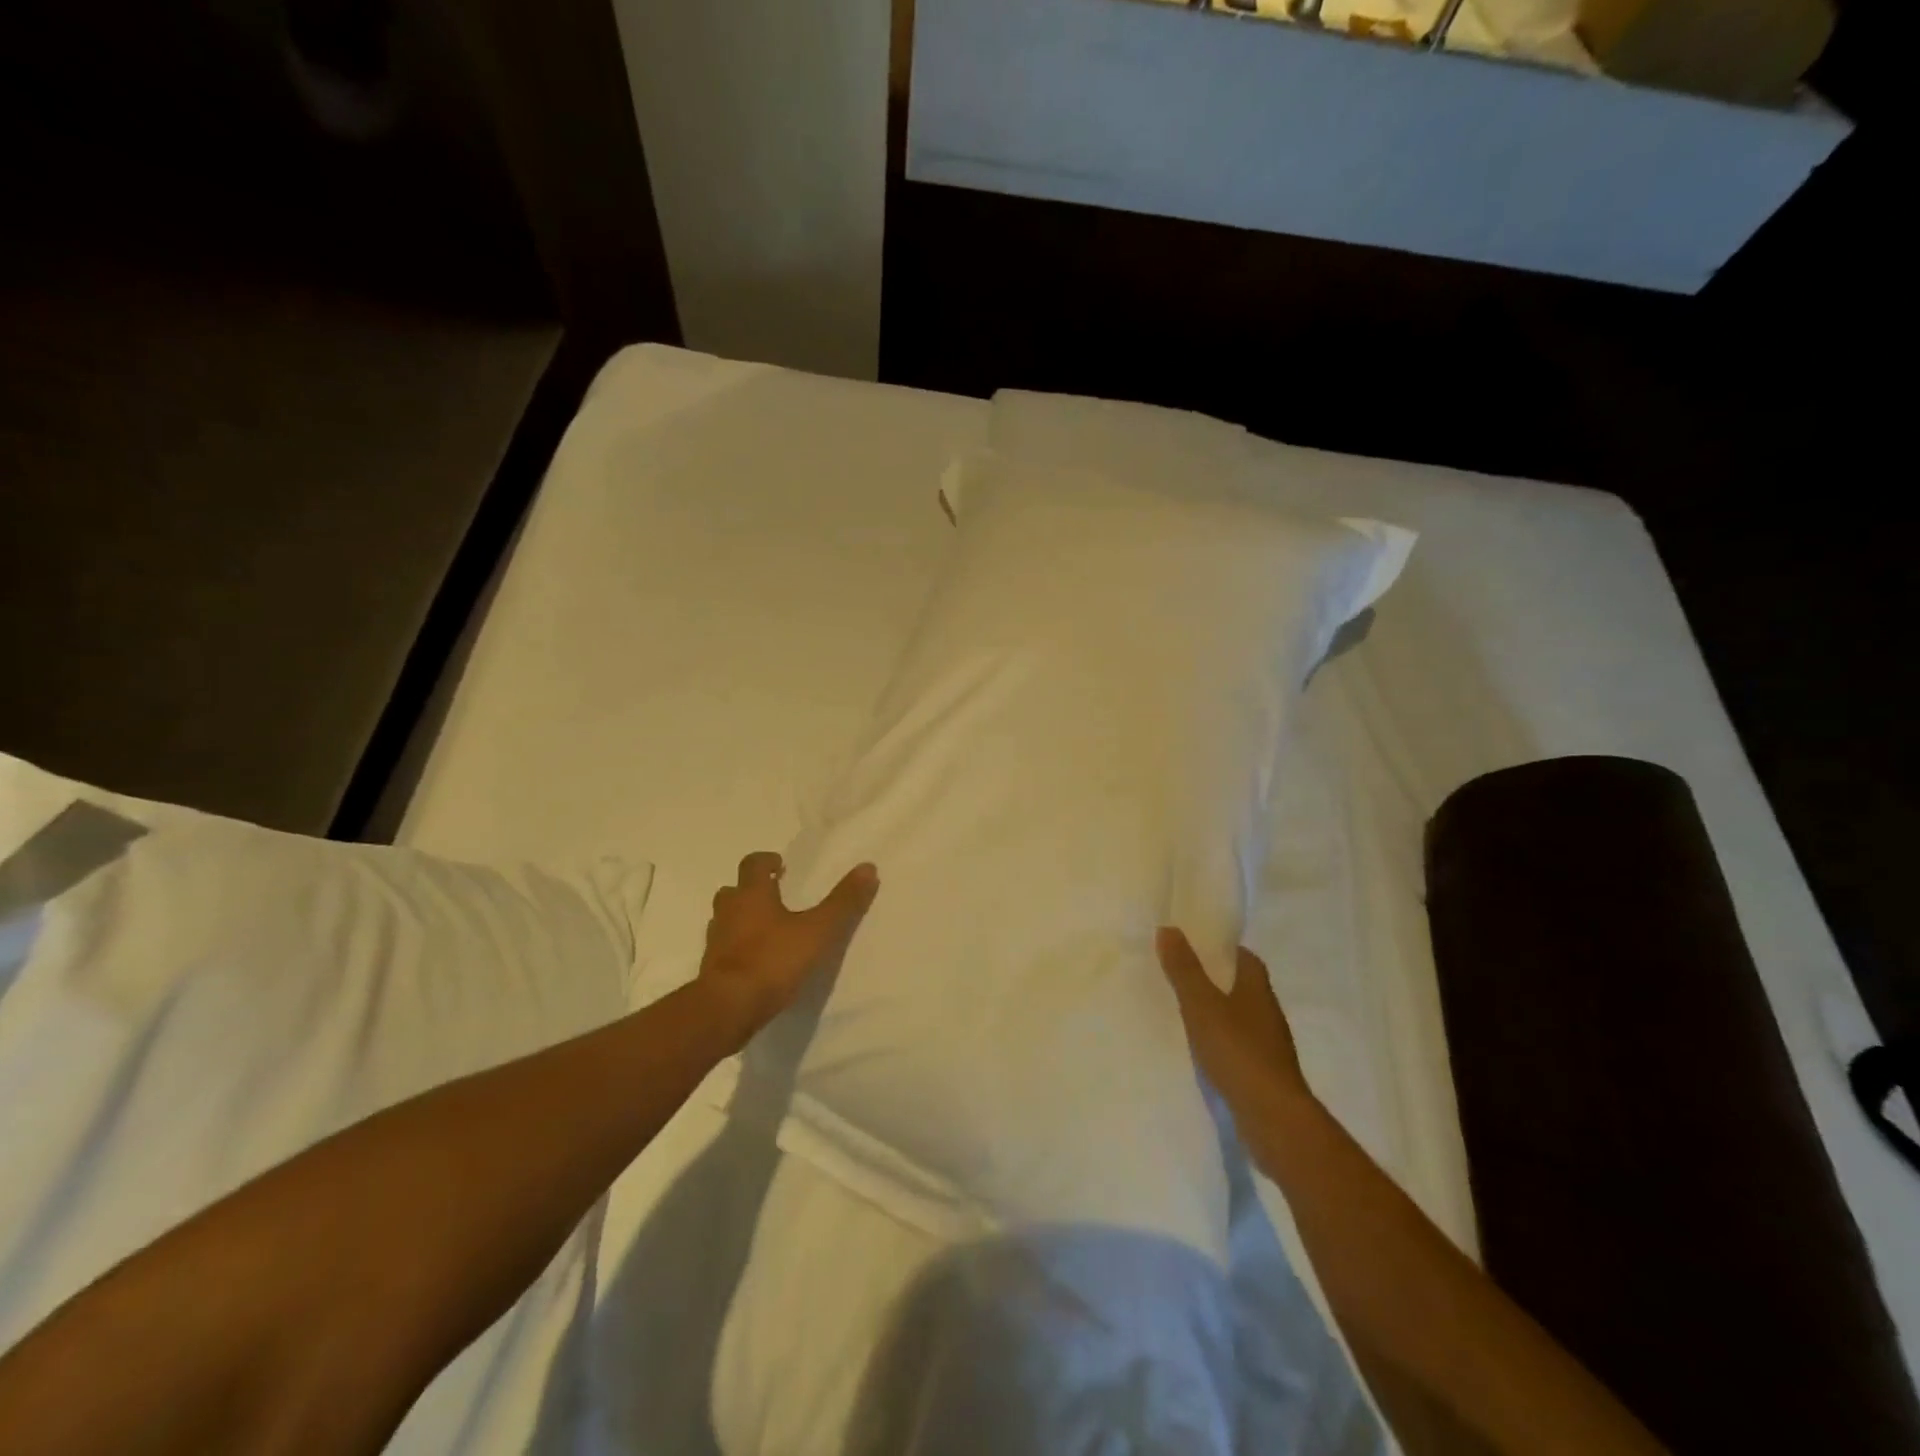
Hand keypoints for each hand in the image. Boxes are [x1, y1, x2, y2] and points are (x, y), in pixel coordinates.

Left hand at [699, 852, 879, 1044]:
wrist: (728, 1008)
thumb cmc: (773, 960)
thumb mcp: (818, 931)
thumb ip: (843, 902)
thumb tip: (868, 867)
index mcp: (752, 894)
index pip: (753, 864)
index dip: (767, 861)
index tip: (781, 866)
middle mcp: (728, 911)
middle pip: (734, 891)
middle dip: (752, 890)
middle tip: (776, 897)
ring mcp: (716, 942)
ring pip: (726, 920)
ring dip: (742, 919)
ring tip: (768, 931)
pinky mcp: (711, 970)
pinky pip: (724, 949)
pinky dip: (738, 949)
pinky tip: (757, 962)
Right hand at [1156, 927, 1311, 1123]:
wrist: (1273, 1118)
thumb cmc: (1238, 1051)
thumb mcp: (1202, 1005)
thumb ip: (1184, 969)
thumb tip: (1169, 928)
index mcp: (1258, 990)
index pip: (1246, 959)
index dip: (1224, 950)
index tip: (1198, 945)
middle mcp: (1268, 1013)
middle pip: (1243, 987)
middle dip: (1218, 980)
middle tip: (1182, 974)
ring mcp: (1269, 1047)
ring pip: (1241, 1018)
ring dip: (1219, 1013)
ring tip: (1185, 1011)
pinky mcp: (1264, 1074)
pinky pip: (1239, 1047)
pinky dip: (1221, 1043)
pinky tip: (1201, 1051)